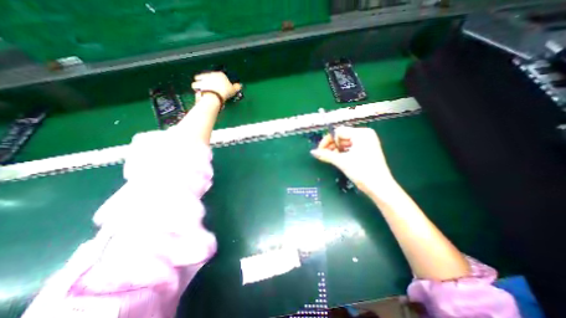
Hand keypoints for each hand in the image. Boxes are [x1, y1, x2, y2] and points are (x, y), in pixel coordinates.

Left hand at [191, 72, 241, 101]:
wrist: (215, 95)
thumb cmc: (225, 92)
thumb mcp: (233, 90)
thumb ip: (236, 87)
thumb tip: (240, 86)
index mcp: (220, 74)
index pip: (219, 76)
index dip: (219, 81)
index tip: (220, 86)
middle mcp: (211, 74)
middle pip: (208, 76)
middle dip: (208, 81)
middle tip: (211, 87)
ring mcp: (203, 78)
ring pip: (199, 79)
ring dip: (199, 83)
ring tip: (202, 89)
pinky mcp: (198, 83)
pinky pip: (195, 85)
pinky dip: (196, 88)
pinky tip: (198, 91)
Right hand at [312, 125, 393, 193]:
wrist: (380, 188)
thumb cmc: (362, 171)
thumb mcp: (342, 162)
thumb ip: (326, 155)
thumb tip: (312, 152)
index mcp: (361, 133)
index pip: (339, 132)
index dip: (327, 140)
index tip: (320, 150)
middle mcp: (365, 135)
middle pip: (342, 137)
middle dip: (331, 146)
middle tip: (323, 155)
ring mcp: (367, 143)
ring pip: (346, 143)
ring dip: (336, 150)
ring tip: (330, 158)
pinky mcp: (367, 150)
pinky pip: (351, 148)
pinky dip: (343, 153)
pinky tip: (338, 159)